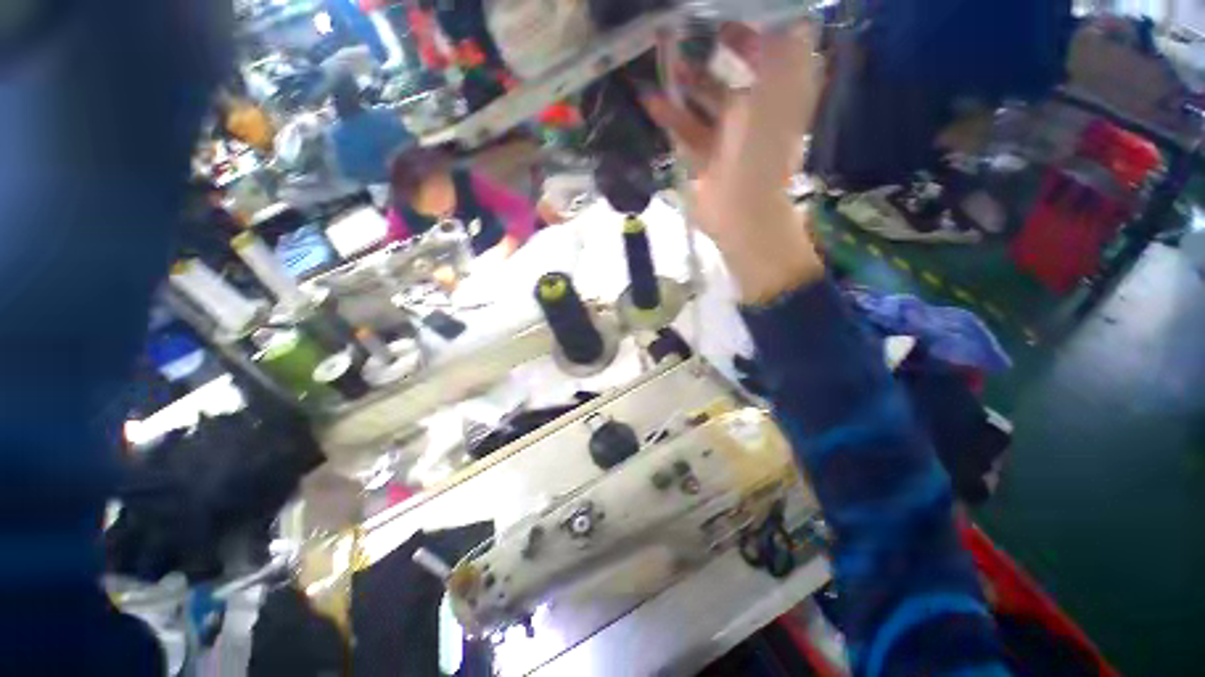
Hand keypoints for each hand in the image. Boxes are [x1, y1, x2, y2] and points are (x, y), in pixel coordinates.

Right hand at [641, 24, 826, 302]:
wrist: (741, 213)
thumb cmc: (759, 153)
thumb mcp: (776, 94)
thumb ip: (783, 51)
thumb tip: (788, 11)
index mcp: (777, 97)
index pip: (770, 53)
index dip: (752, 31)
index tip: (725, 16)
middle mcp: (754, 114)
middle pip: (732, 78)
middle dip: (711, 59)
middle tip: (684, 36)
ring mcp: (728, 138)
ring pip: (705, 104)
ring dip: (685, 86)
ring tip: (663, 64)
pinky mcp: (706, 159)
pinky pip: (688, 132)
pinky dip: (672, 118)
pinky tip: (652, 101)